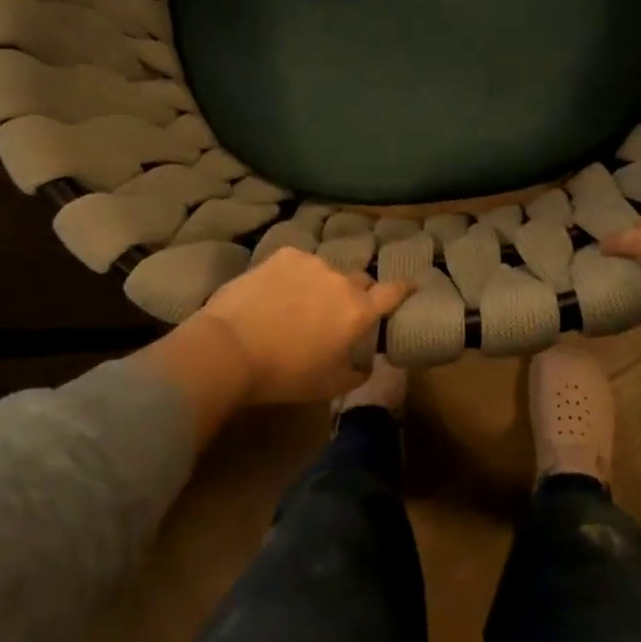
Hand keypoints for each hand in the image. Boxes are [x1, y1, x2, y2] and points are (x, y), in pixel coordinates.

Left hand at [144, 248, 414, 445]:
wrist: (231, 348)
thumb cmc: (284, 374)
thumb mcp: (327, 386)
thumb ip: (356, 374)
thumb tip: (366, 364)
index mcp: (359, 312)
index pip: (393, 292)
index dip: (404, 289)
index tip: (409, 286)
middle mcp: (342, 281)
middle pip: (359, 281)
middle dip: (356, 294)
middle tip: (338, 313)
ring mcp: (312, 263)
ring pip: (327, 271)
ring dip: (322, 285)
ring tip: (300, 303)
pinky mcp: (284, 255)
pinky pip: (299, 263)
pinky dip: (295, 275)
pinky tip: (276, 292)